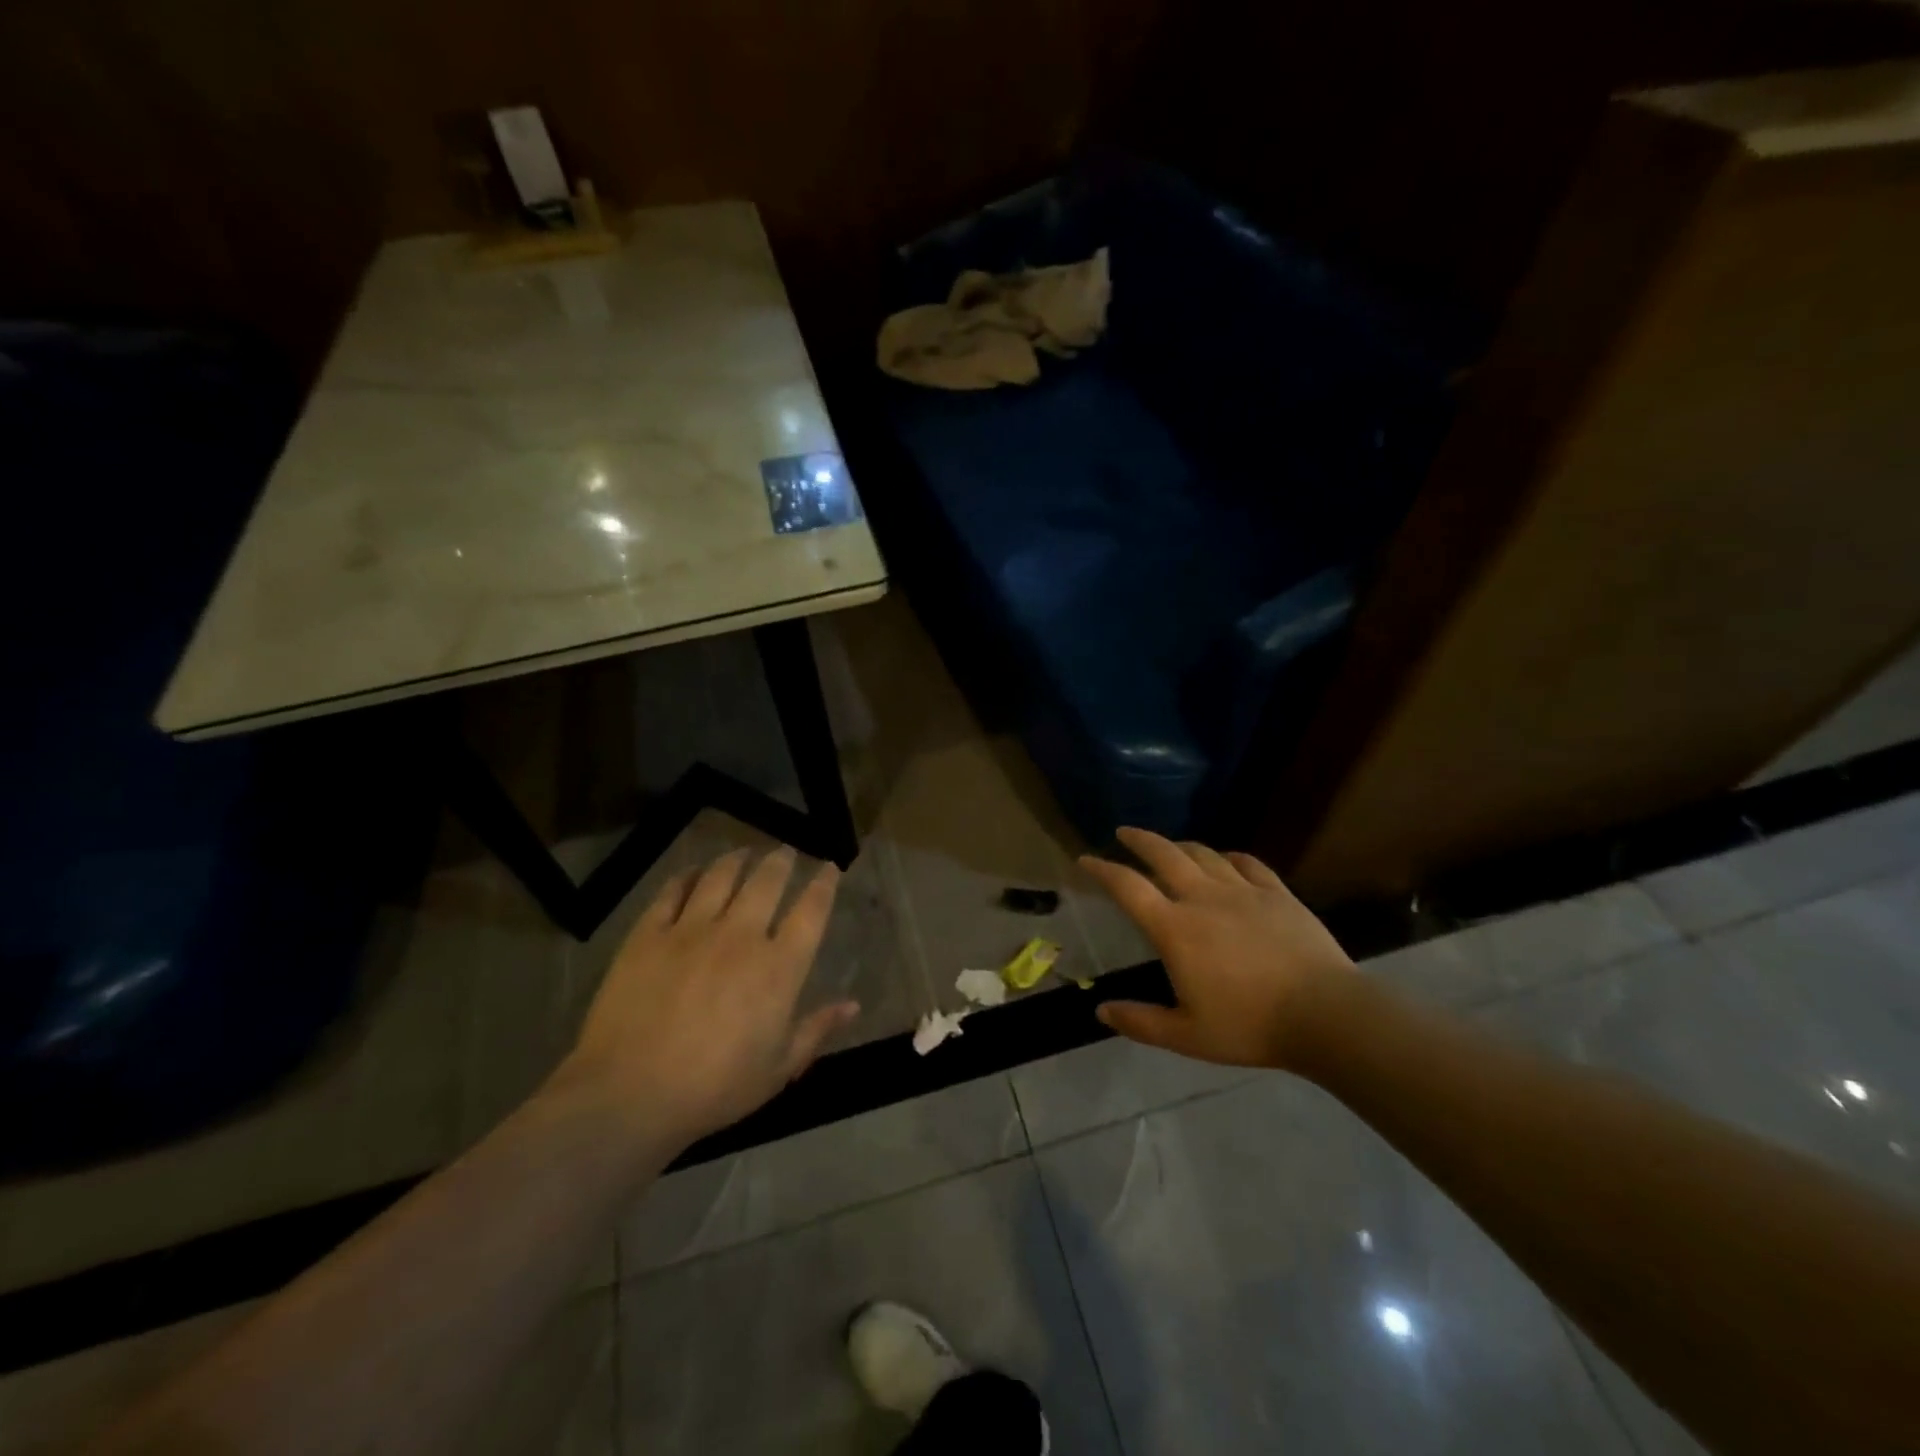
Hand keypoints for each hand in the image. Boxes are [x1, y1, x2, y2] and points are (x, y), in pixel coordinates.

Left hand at [550, 847, 857, 1150]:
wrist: (629, 1094)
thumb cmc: (714, 1088)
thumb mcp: (778, 1069)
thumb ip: (816, 1030)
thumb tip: (853, 1004)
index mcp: (778, 967)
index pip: (811, 911)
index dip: (824, 884)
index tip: (830, 867)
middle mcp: (740, 936)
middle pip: (766, 881)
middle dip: (781, 861)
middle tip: (785, 852)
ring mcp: (691, 930)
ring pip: (720, 877)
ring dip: (736, 860)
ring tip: (743, 852)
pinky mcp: (648, 934)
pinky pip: (671, 892)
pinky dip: (686, 876)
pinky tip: (692, 872)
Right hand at [1080, 828, 1354, 1070]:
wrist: (1325, 1015)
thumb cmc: (1249, 1026)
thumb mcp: (1187, 1036)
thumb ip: (1141, 1022)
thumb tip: (1101, 1011)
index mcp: (1174, 928)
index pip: (1128, 887)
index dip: (1102, 870)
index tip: (1085, 860)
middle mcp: (1203, 898)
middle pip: (1163, 854)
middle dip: (1139, 840)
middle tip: (1124, 833)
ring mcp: (1243, 890)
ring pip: (1203, 854)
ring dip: (1180, 846)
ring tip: (1171, 848)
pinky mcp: (1277, 893)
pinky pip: (1247, 863)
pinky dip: (1229, 857)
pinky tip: (1227, 860)